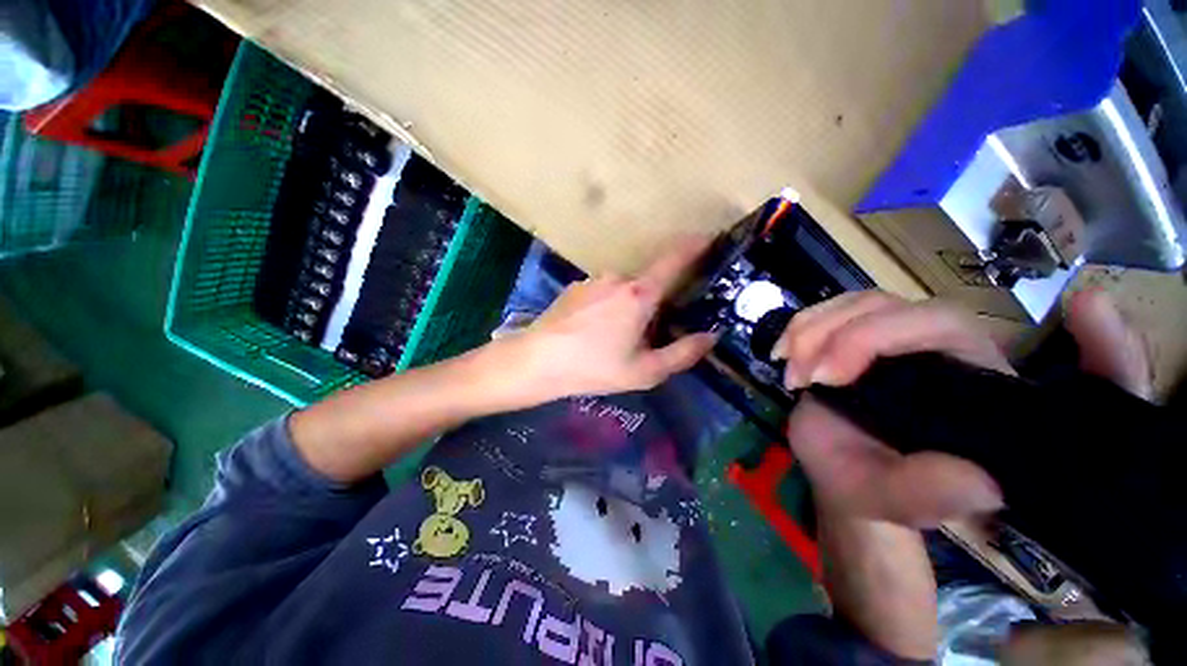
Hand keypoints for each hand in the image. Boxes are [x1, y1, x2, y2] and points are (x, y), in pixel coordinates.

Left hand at [503, 240, 717, 400]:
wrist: (537, 361)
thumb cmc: (594, 367)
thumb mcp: (644, 371)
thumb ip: (682, 354)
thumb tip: (710, 336)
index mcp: (639, 294)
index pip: (674, 260)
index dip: (694, 246)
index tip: (709, 239)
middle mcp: (617, 278)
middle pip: (647, 284)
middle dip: (655, 303)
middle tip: (649, 334)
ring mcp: (593, 281)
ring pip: (623, 291)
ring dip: (628, 308)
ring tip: (615, 339)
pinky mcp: (575, 288)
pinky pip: (602, 294)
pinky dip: (608, 307)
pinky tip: (593, 333)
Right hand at [773, 291, 1009, 525]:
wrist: (842, 477)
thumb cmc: (874, 489)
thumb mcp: (899, 501)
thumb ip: (932, 493)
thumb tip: (981, 481)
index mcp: (968, 379)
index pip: (939, 324)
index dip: (876, 337)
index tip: (826, 379)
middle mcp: (936, 347)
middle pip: (885, 306)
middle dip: (831, 336)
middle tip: (800, 380)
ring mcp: (892, 338)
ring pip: (852, 305)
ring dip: (807, 332)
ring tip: (791, 375)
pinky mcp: (855, 338)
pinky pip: (826, 313)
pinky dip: (796, 329)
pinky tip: (782, 355)